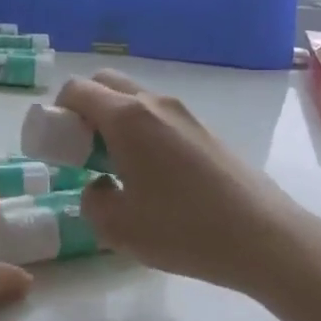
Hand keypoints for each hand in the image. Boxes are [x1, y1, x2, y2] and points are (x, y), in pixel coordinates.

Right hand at [59, 71, 320, 300]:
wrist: (263, 237)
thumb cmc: (183, 229)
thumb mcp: (118, 227)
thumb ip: (92, 200)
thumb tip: (100, 185)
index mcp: (127, 118)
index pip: (77, 89)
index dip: (57, 111)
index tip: (58, 144)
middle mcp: (154, 103)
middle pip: (106, 83)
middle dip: (85, 108)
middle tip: (83, 150)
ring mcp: (184, 113)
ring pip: (135, 99)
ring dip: (115, 120)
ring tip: (119, 167)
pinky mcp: (205, 130)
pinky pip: (159, 117)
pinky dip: (142, 131)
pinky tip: (154, 177)